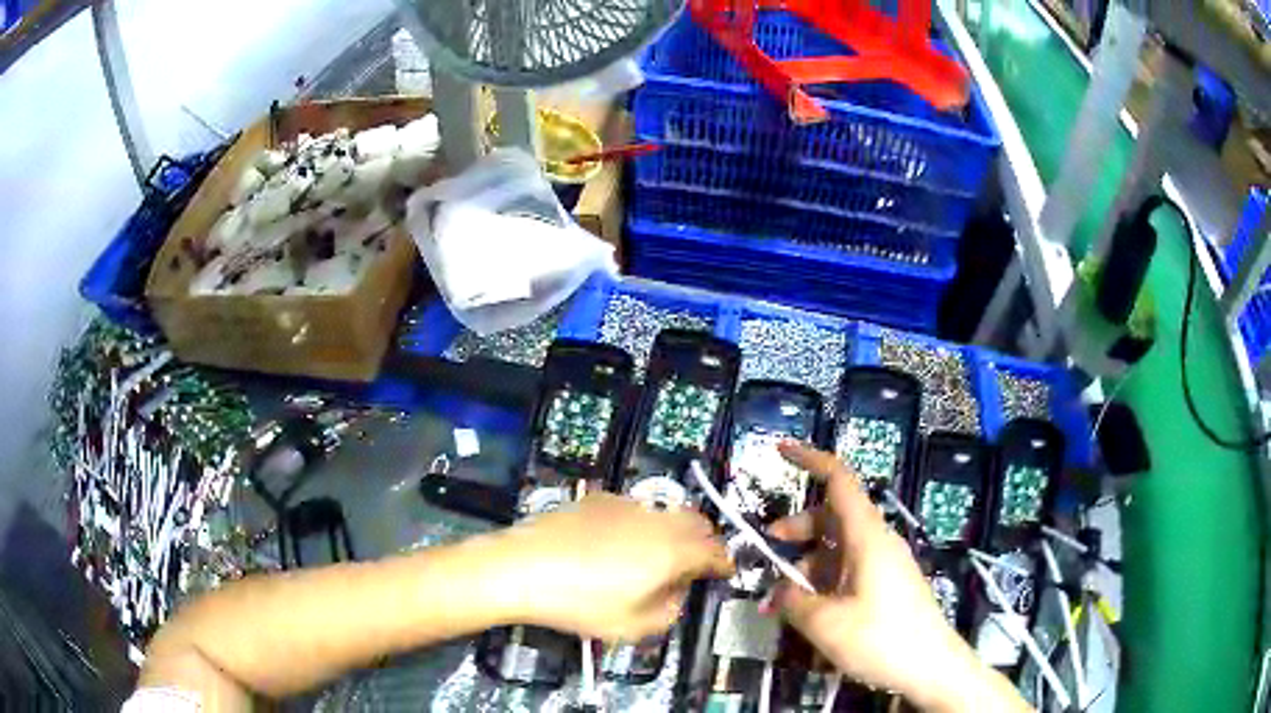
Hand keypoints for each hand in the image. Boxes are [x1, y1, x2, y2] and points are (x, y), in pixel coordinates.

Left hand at [496, 493, 732, 641]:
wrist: (523, 567)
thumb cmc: (580, 603)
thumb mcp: (633, 626)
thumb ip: (669, 611)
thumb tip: (676, 593)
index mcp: (672, 551)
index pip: (715, 551)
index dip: (725, 563)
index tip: (726, 572)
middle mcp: (657, 520)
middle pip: (698, 523)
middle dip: (705, 542)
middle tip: (696, 564)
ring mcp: (627, 505)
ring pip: (666, 512)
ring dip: (674, 531)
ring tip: (655, 556)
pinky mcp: (599, 498)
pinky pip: (635, 508)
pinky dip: (642, 523)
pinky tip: (617, 543)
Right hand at [768, 443, 1028, 712]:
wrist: (931, 666)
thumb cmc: (882, 639)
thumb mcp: (826, 624)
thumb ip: (793, 601)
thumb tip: (778, 589)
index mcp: (867, 537)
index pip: (841, 481)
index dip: (811, 460)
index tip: (781, 451)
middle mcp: (877, 542)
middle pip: (833, 516)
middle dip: (797, 528)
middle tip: (768, 549)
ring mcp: (884, 563)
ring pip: (838, 547)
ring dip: (807, 564)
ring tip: (781, 598)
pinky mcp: (886, 584)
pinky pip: (849, 569)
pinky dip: (823, 580)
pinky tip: (807, 610)